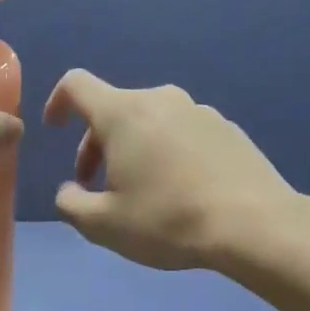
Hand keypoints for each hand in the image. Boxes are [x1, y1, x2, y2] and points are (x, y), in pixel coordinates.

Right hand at [42, 70, 296, 270]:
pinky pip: (182, 133)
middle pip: (113, 109)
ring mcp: (199, 111)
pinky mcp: (227, 129)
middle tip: (96, 186)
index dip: (57, 102)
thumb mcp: (104, 225)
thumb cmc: (168, 220)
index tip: (54, 128)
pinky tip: (181, 191)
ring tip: (141, 192)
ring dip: (133, 149)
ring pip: (150, 122)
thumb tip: (69, 191)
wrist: (255, 224)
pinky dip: (168, 153)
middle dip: (95, 144)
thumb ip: (71, 204)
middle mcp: (161, 100)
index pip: (77, 85)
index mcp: (124, 113)